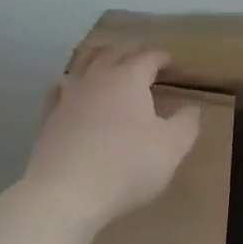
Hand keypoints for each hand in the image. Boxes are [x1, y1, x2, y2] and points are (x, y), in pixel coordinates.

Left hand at [25, 44, 201, 228]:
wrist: (66, 191)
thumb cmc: (126, 165)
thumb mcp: (171, 148)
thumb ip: (186, 124)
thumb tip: (193, 108)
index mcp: (129, 78)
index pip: (148, 57)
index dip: (161, 57)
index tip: (170, 61)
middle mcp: (97, 77)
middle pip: (114, 52)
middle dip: (130, 51)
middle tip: (141, 57)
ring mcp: (69, 95)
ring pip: (83, 63)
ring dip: (97, 58)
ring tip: (105, 60)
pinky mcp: (50, 116)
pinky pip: (59, 89)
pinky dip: (69, 84)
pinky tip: (68, 89)